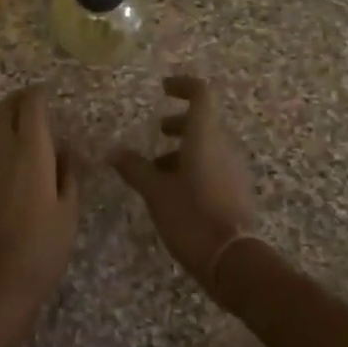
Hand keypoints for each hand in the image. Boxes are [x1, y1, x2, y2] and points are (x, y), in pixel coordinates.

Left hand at [0, 86, 79, 332]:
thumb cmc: (39, 250)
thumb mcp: (68, 213)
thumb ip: (68, 174)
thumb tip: (66, 148)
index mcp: (31, 151)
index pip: (31, 106)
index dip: (38, 95)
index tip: (45, 94)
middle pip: (2, 110)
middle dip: (16, 102)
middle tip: (28, 106)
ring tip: (4, 125)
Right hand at [112, 75, 257, 294]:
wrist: (234, 260)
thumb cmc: (192, 216)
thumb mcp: (155, 191)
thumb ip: (134, 168)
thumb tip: (112, 151)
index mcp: (205, 137)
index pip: (201, 94)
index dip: (183, 85)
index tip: (164, 88)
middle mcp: (223, 147)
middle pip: (203, 122)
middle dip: (179, 123)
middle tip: (157, 132)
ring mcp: (233, 170)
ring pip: (207, 147)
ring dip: (183, 150)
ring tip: (156, 170)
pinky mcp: (236, 192)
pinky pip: (213, 168)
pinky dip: (193, 169)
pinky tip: (173, 193)